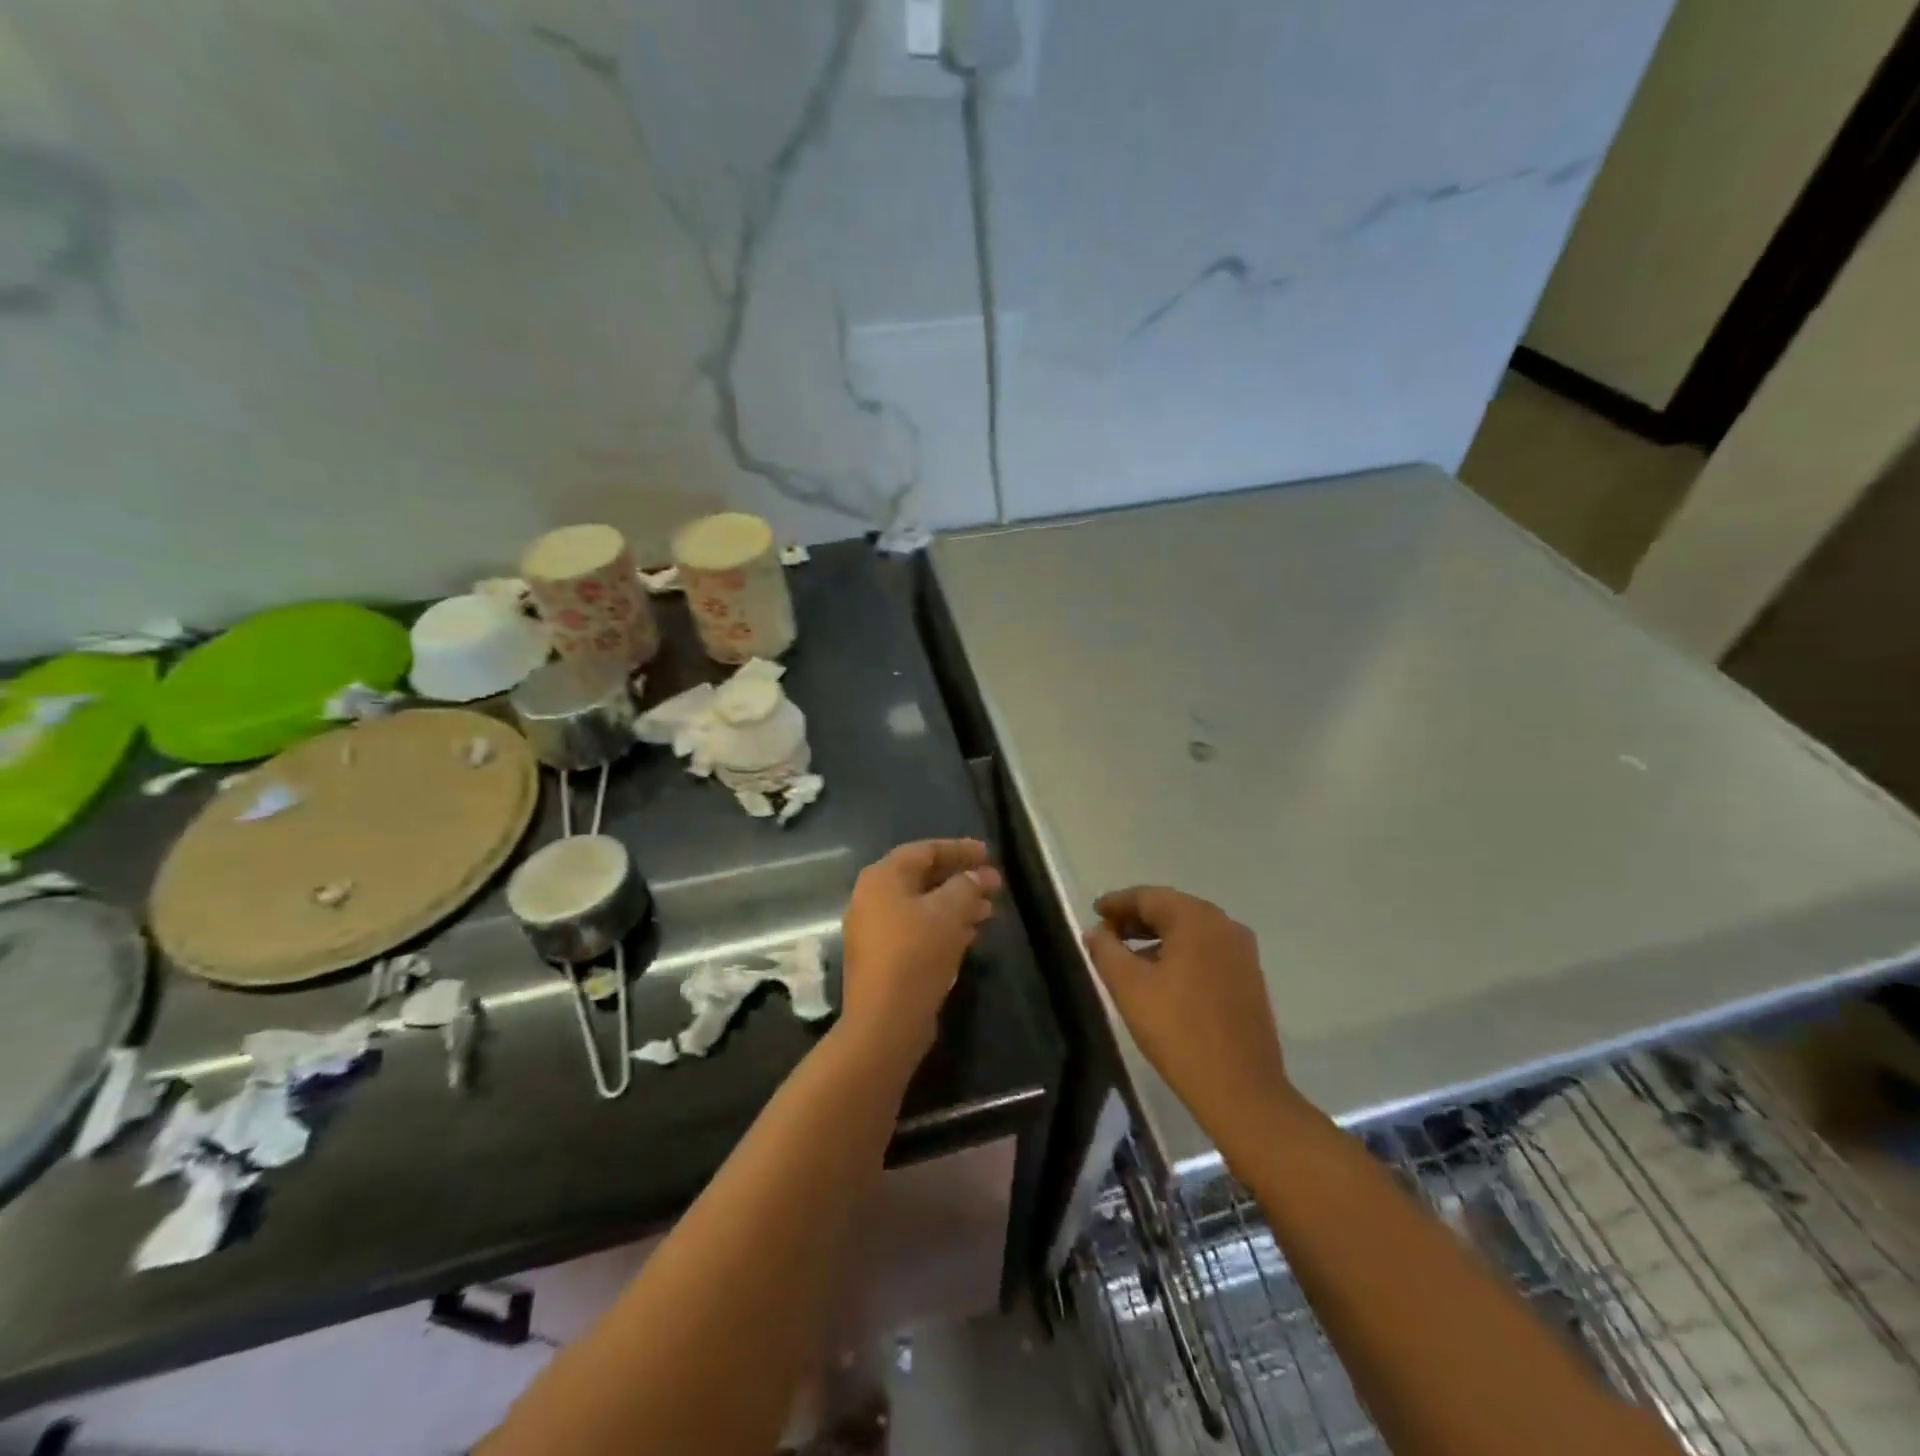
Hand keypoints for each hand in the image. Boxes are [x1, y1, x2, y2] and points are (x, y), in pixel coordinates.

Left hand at [840, 839, 1000, 1065]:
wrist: (885, 1020)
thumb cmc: (916, 954)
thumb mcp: (949, 913)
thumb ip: (967, 886)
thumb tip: (978, 875)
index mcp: (883, 877)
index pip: (925, 851)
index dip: (959, 849)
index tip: (988, 854)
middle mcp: (873, 897)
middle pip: (923, 877)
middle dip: (960, 879)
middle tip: (993, 884)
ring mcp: (875, 929)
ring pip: (922, 906)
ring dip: (956, 904)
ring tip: (988, 911)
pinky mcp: (883, 957)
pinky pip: (917, 929)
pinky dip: (943, 926)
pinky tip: (970, 935)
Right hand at [1083, 887, 1302, 1139]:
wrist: (1240, 1089)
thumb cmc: (1178, 1030)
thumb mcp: (1129, 988)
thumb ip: (1106, 951)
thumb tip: (1097, 931)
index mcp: (1196, 919)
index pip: (1148, 897)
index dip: (1117, 903)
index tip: (1094, 913)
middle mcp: (1224, 925)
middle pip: (1172, 909)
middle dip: (1137, 918)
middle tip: (1107, 932)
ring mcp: (1242, 952)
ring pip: (1191, 930)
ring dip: (1158, 936)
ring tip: (1129, 955)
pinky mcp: (1250, 977)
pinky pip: (1207, 950)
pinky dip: (1180, 952)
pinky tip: (1162, 975)